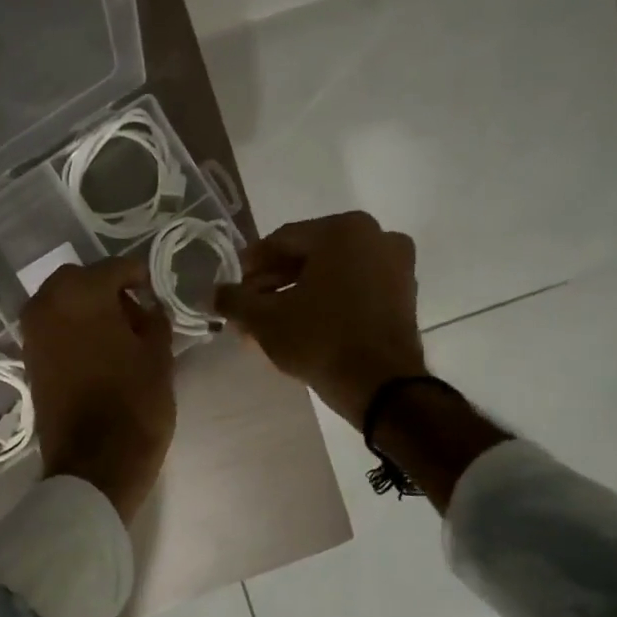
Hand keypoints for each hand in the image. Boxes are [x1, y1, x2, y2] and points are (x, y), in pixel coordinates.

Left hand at [21, 257, 175, 524]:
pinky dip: (72, 329)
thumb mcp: (159, 355)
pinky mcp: (28, 359)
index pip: (115, 268)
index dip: (139, 276)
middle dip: (107, 288)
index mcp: (80, 293)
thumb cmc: (134, 404)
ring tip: (118, 333)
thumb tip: (145, 303)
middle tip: (135, 311)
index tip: (155, 290)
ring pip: (62, 302)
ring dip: (87, 308)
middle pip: (81, 280)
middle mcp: (47, 304)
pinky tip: (98, 349)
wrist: (94, 463)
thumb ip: (153, 317)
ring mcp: (32, 332)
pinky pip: (53, 328)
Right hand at [215, 211, 426, 425]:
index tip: (233, 287)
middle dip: (273, 283)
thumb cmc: (320, 339)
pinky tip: (300, 327)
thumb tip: (212, 294)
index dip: (251, 265)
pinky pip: (353, 289)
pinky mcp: (404, 295)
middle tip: (248, 308)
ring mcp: (395, 266)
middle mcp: (375, 236)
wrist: (382, 385)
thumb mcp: (265, 319)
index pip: (282, 240)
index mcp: (343, 230)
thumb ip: (234, 300)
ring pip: (331, 274)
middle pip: (308, 256)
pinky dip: (326, 302)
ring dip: (296, 295)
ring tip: (268, 324)